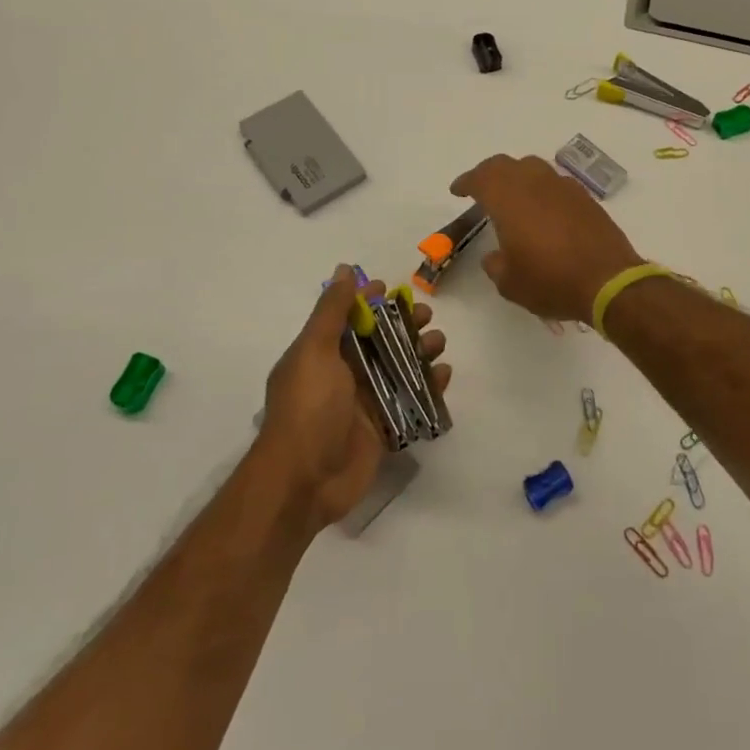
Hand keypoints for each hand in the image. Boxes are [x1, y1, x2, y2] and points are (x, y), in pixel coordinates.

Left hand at [256, 266, 449, 531]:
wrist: (305, 481)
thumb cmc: (308, 408)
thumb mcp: (314, 351)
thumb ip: (331, 311)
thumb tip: (344, 269)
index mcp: (321, 353)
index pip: (348, 318)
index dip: (369, 301)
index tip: (394, 289)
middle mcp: (341, 374)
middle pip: (379, 341)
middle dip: (403, 325)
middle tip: (427, 316)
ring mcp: (363, 402)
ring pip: (398, 368)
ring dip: (420, 352)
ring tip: (438, 343)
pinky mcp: (382, 428)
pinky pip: (410, 400)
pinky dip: (429, 386)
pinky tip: (444, 374)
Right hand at [449, 155, 644, 322]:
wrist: (609, 281)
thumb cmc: (551, 281)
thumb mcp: (510, 283)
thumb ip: (496, 265)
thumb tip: (496, 256)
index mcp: (509, 199)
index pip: (481, 178)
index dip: (466, 182)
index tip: (457, 191)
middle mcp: (535, 184)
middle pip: (506, 165)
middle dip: (489, 173)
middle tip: (480, 188)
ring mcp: (563, 188)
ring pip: (533, 167)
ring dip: (517, 176)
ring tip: (512, 195)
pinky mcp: (585, 198)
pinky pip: (555, 183)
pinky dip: (541, 189)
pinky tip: (542, 208)